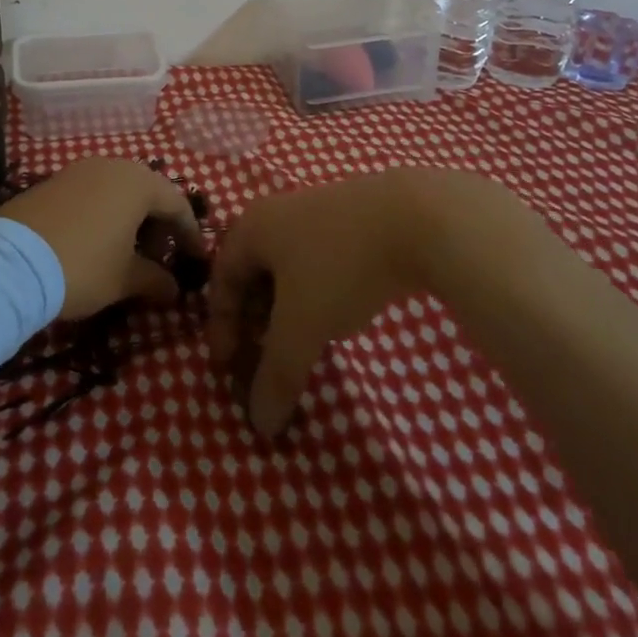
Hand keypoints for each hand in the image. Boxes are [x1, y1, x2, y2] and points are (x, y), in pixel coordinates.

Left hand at [0, 158, 205, 319]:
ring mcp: (79, 170)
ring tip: (128, 254)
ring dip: (131, 221)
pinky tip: (97, 243)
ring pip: (118, 192)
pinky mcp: (53, 181)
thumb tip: (174, 289)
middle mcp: (111, 166)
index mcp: (137, 182)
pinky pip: (93, 195)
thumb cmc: (82, 265)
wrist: (10, 262)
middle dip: (159, 227)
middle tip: (161, 260)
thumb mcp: (125, 279)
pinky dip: (104, 216)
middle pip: (148, 193)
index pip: (177, 204)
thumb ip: (156, 280)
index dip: (190, 235)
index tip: (198, 261)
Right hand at [208, 168, 539, 437]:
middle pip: (251, 272)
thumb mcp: (303, 327)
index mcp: (252, 228)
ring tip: (298, 341)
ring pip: (286, 267)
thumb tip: (260, 425)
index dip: (221, 328)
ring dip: (283, 308)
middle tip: (262, 357)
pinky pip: (315, 260)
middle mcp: (276, 213)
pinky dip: (313, 293)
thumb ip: (277, 375)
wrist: (417, 218)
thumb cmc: (340, 266)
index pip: (221, 280)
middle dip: (253, 320)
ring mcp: (315, 211)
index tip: (229, 369)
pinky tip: (334, 313)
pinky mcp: (350, 218)